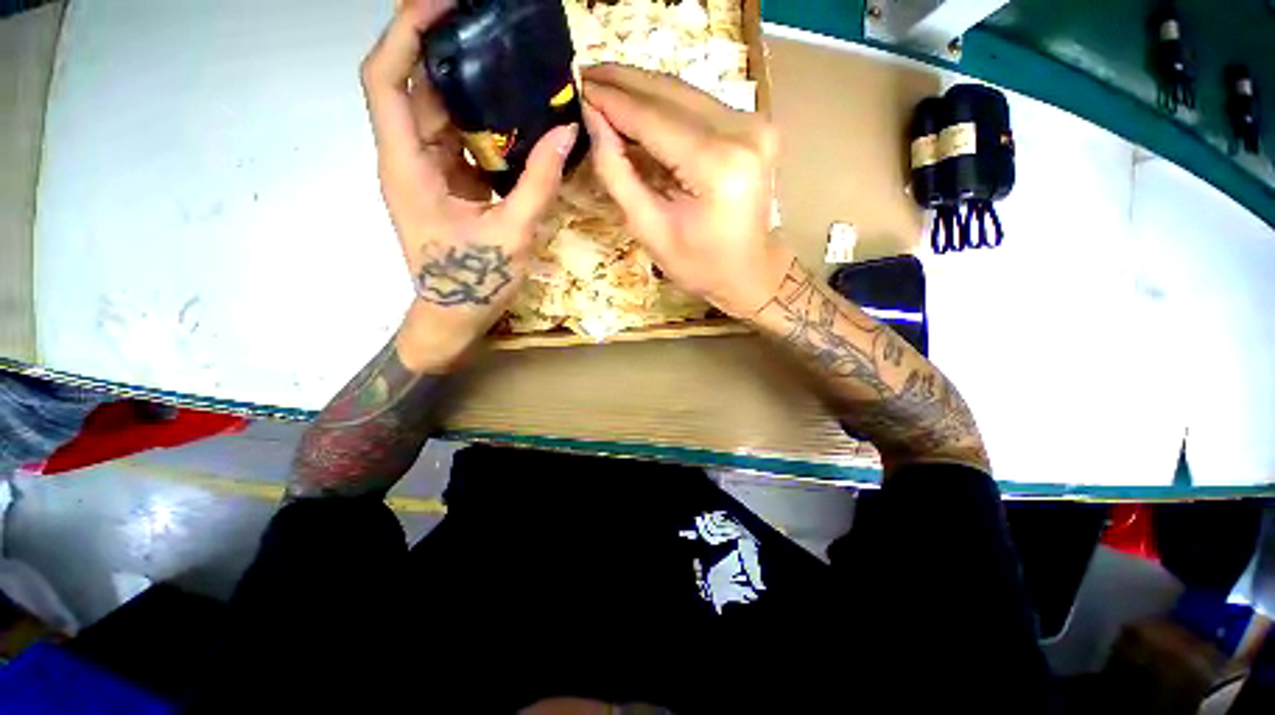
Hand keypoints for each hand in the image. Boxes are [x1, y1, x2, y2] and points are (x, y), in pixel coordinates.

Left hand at [361, 0, 578, 370]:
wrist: (455, 315)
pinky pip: (457, 140)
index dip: (406, 31)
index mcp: (408, 166)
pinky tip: (514, 120)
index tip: (444, 2)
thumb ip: (540, 183)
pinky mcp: (444, 184)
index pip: (386, 78)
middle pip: (414, 87)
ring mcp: (425, 172)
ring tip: (509, 66)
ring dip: (469, 89)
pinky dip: (482, 125)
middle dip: (447, 51)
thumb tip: (565, 133)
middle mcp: (408, 159)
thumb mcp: (513, 233)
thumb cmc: (475, 282)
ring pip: (437, 113)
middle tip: (493, 31)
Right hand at [581, 64, 792, 318]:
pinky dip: (665, 104)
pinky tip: (638, 106)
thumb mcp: (650, 230)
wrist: (750, 272)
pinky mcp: (754, 126)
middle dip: (623, 82)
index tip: (575, 85)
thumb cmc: (699, 265)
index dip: (612, 100)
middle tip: (583, 74)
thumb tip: (593, 119)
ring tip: (604, 86)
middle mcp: (743, 132)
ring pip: (684, 92)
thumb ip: (618, 173)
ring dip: (642, 88)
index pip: (654, 119)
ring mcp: (754, 124)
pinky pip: (699, 104)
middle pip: (671, 93)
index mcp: (717, 167)